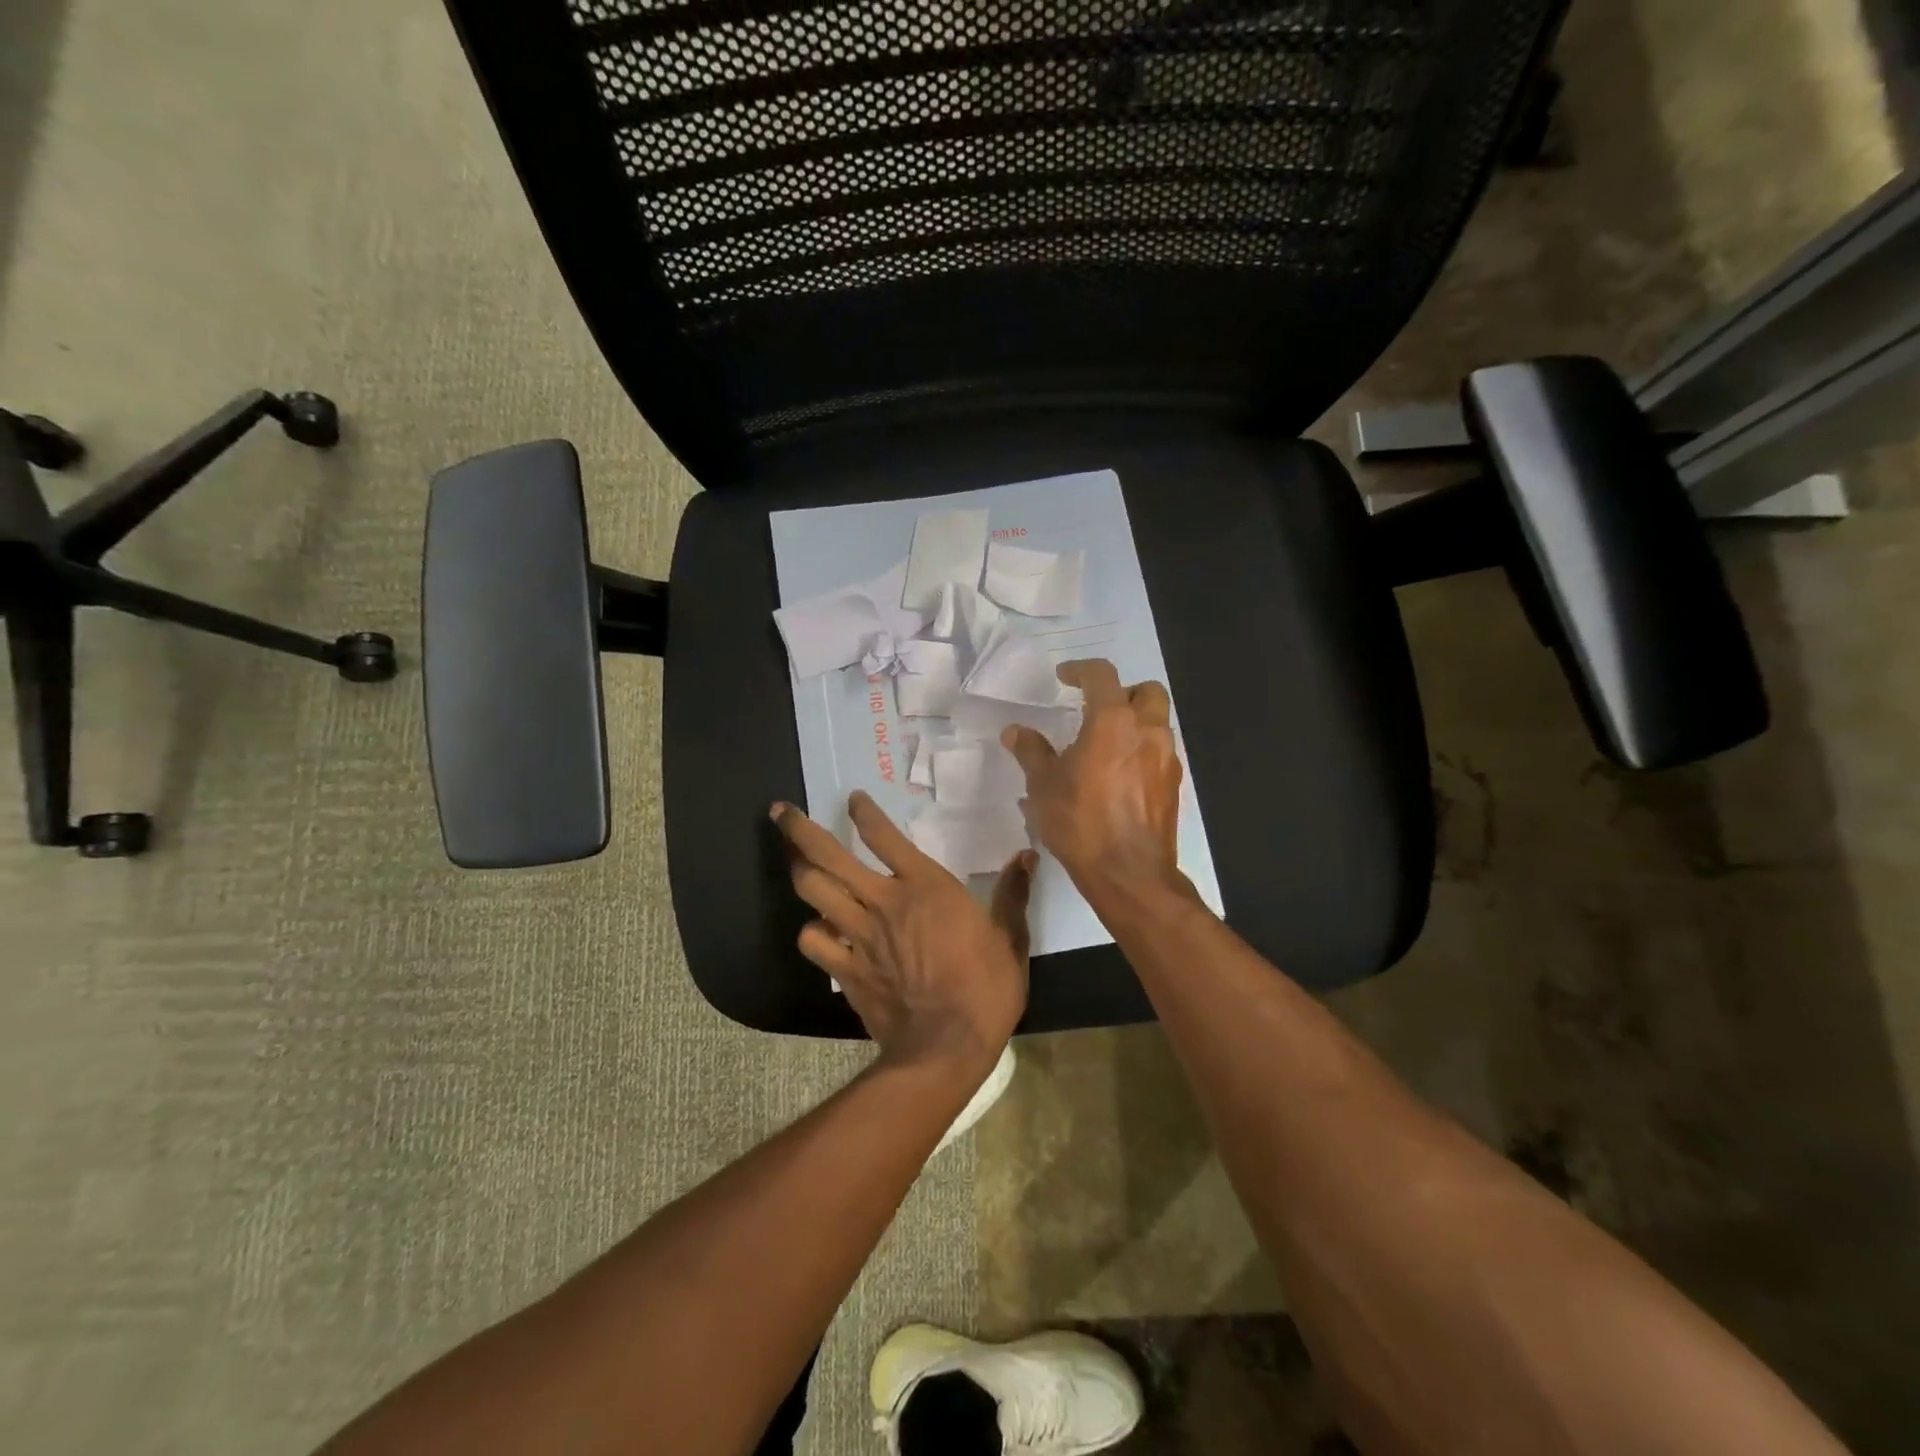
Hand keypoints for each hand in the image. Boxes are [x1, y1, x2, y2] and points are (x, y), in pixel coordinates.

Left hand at [773, 791, 1034, 1076]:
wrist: (947, 1046)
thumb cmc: (986, 987)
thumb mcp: (1010, 937)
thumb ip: (1013, 893)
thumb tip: (1027, 856)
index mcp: (925, 886)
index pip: (884, 835)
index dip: (864, 812)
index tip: (852, 798)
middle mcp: (884, 900)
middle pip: (829, 856)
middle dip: (799, 831)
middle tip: (780, 811)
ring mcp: (859, 935)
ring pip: (814, 891)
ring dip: (798, 870)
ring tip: (791, 858)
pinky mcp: (846, 969)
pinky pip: (814, 941)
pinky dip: (811, 931)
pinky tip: (816, 929)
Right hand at [1001, 659, 1186, 903]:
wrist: (1129, 873)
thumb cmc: (1081, 822)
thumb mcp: (1044, 785)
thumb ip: (1031, 751)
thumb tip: (1015, 731)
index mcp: (1113, 720)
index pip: (1102, 675)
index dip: (1080, 670)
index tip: (1064, 677)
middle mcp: (1147, 730)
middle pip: (1146, 691)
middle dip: (1122, 692)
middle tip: (1096, 709)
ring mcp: (1166, 757)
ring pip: (1157, 721)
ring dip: (1134, 721)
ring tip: (1105, 743)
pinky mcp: (1173, 784)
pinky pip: (1159, 751)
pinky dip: (1141, 749)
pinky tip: (1118, 774)